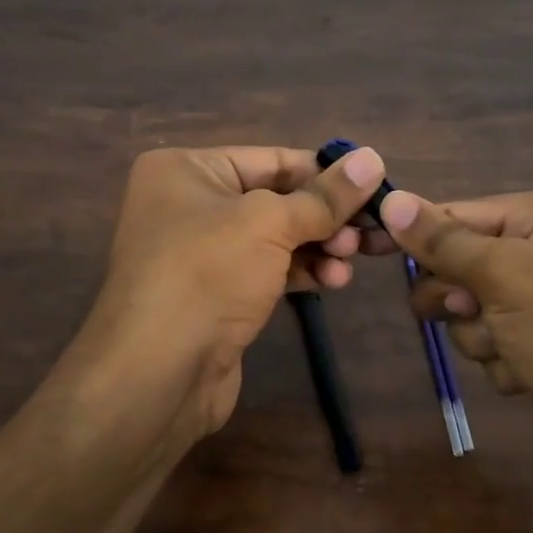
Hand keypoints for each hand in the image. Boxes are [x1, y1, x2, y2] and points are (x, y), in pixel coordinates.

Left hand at [79, 144, 390, 443]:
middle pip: (277, 199)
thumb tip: (373, 158)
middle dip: (326, 216)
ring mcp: (202, 253)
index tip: (375, 186)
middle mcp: (189, 204)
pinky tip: (334, 281)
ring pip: (276, 238)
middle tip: (369, 233)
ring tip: (352, 259)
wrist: (157, 373)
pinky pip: (268, 271)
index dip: (325, 173)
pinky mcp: (217, 295)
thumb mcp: (269, 224)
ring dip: (320, 246)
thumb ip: (324, 196)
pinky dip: (302, 272)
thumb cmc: (207, 274)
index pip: (271, 159)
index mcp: (186, 170)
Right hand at [379, 182, 532, 494]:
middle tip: (468, 309)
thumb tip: (390, 199)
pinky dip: (502, 358)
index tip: (365, 245)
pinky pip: (493, 338)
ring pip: (472, 305)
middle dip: (459, 294)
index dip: (415, 232)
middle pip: (464, 259)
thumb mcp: (505, 277)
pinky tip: (532, 374)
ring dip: (480, 332)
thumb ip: (442, 240)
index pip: (464, 212)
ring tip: (514, 350)